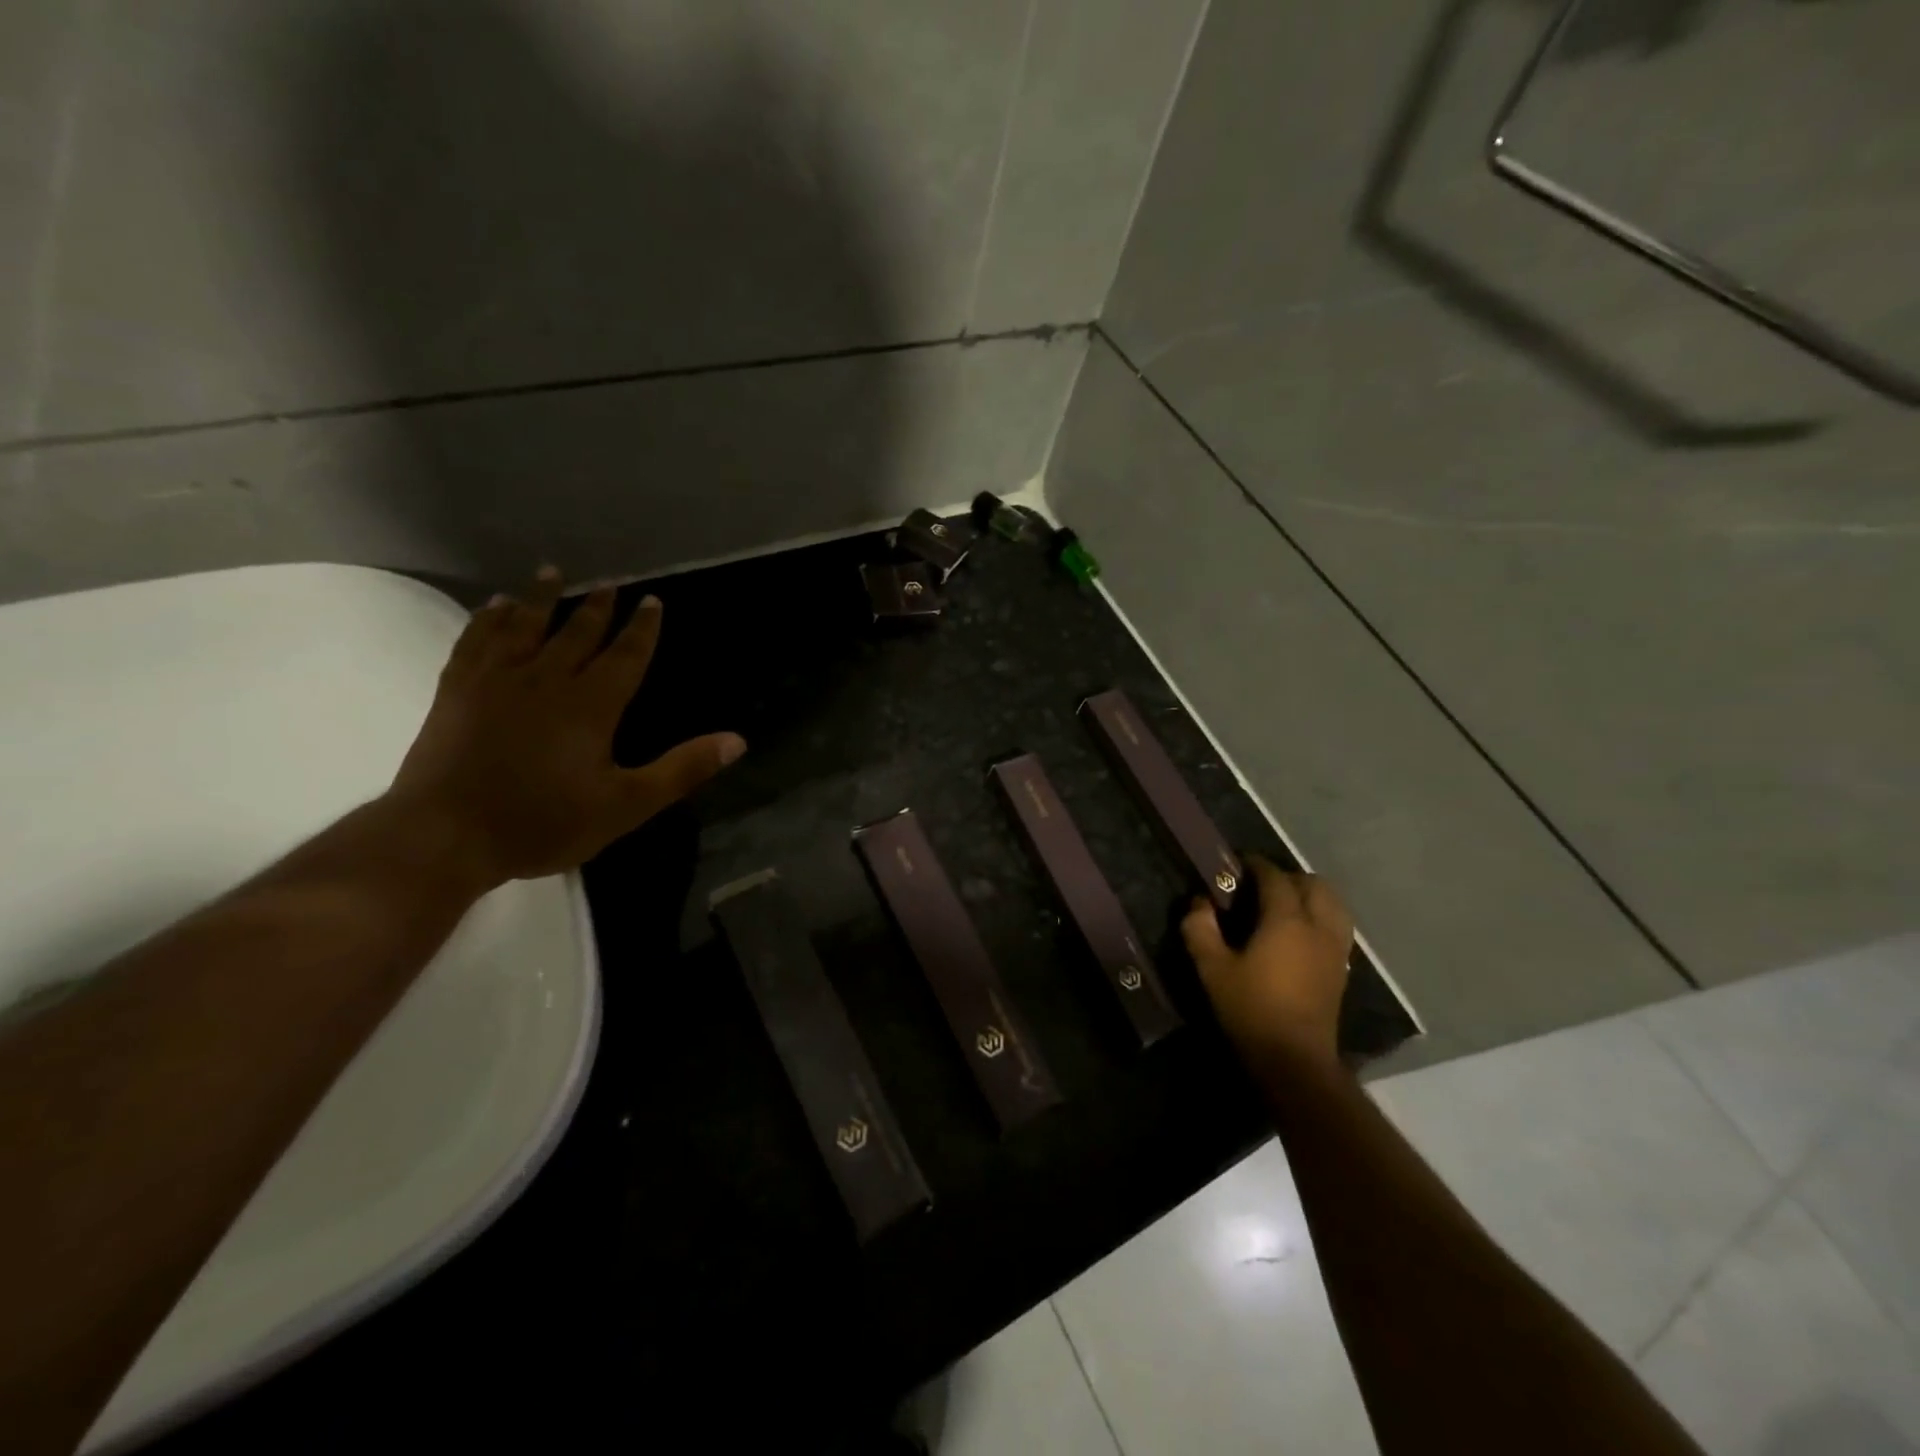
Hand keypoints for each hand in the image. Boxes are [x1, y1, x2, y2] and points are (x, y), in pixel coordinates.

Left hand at [390, 567, 745, 887]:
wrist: (445, 835)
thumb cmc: (544, 822)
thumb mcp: (627, 804)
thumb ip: (682, 769)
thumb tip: (737, 741)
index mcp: (592, 704)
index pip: (626, 655)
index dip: (643, 629)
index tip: (653, 601)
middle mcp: (547, 679)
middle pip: (577, 633)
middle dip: (597, 607)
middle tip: (609, 583)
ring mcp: (497, 681)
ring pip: (524, 626)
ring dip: (541, 598)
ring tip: (552, 572)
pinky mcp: (457, 690)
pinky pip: (476, 641)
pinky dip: (487, 620)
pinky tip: (494, 607)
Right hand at [1182, 856, 1353, 1068]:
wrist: (1294, 1060)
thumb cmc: (1251, 1009)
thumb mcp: (1212, 968)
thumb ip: (1200, 929)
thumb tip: (1199, 903)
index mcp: (1287, 920)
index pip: (1276, 878)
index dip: (1257, 866)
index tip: (1239, 863)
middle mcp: (1318, 927)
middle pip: (1314, 885)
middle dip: (1289, 877)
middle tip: (1261, 886)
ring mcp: (1335, 949)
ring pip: (1334, 904)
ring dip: (1311, 896)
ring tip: (1285, 905)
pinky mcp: (1341, 970)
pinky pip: (1337, 927)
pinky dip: (1321, 917)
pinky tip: (1300, 933)